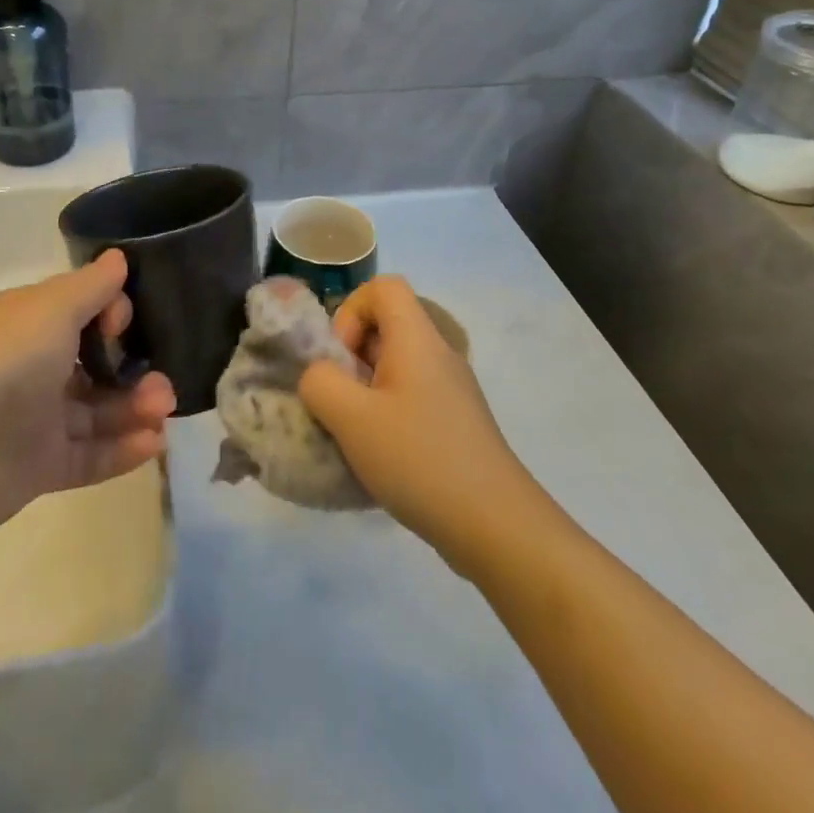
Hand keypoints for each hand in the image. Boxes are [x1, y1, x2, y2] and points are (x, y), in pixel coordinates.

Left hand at [0, 251, 175, 540]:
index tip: (124, 325)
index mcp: (31, 323)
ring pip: (98, 410)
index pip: (84, 311)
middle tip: (164, 384)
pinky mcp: (40, 466)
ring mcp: (36, 419)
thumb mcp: (51, 308)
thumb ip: (92, 287)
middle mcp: (34, 366)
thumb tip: (119, 257)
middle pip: (97, 364)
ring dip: (135, 408)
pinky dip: (122, 449)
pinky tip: (154, 444)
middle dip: (135, 369)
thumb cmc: (3, 362)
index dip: (112, 315)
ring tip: (164, 412)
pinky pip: (89, 454)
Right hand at [300, 276, 536, 574]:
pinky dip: (386, 415)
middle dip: (351, 356)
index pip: (383, 287)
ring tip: (354, 432)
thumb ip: (319, 382)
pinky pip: (410, 397)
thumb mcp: (351, 418)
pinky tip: (380, 457)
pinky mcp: (455, 422)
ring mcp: (451, 390)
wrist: (495, 525)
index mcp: (417, 339)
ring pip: (396, 366)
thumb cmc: (419, 458)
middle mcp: (438, 354)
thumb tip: (318, 375)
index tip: (341, 358)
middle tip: (339, 399)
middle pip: (387, 326)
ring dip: (365, 390)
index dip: (351, 311)